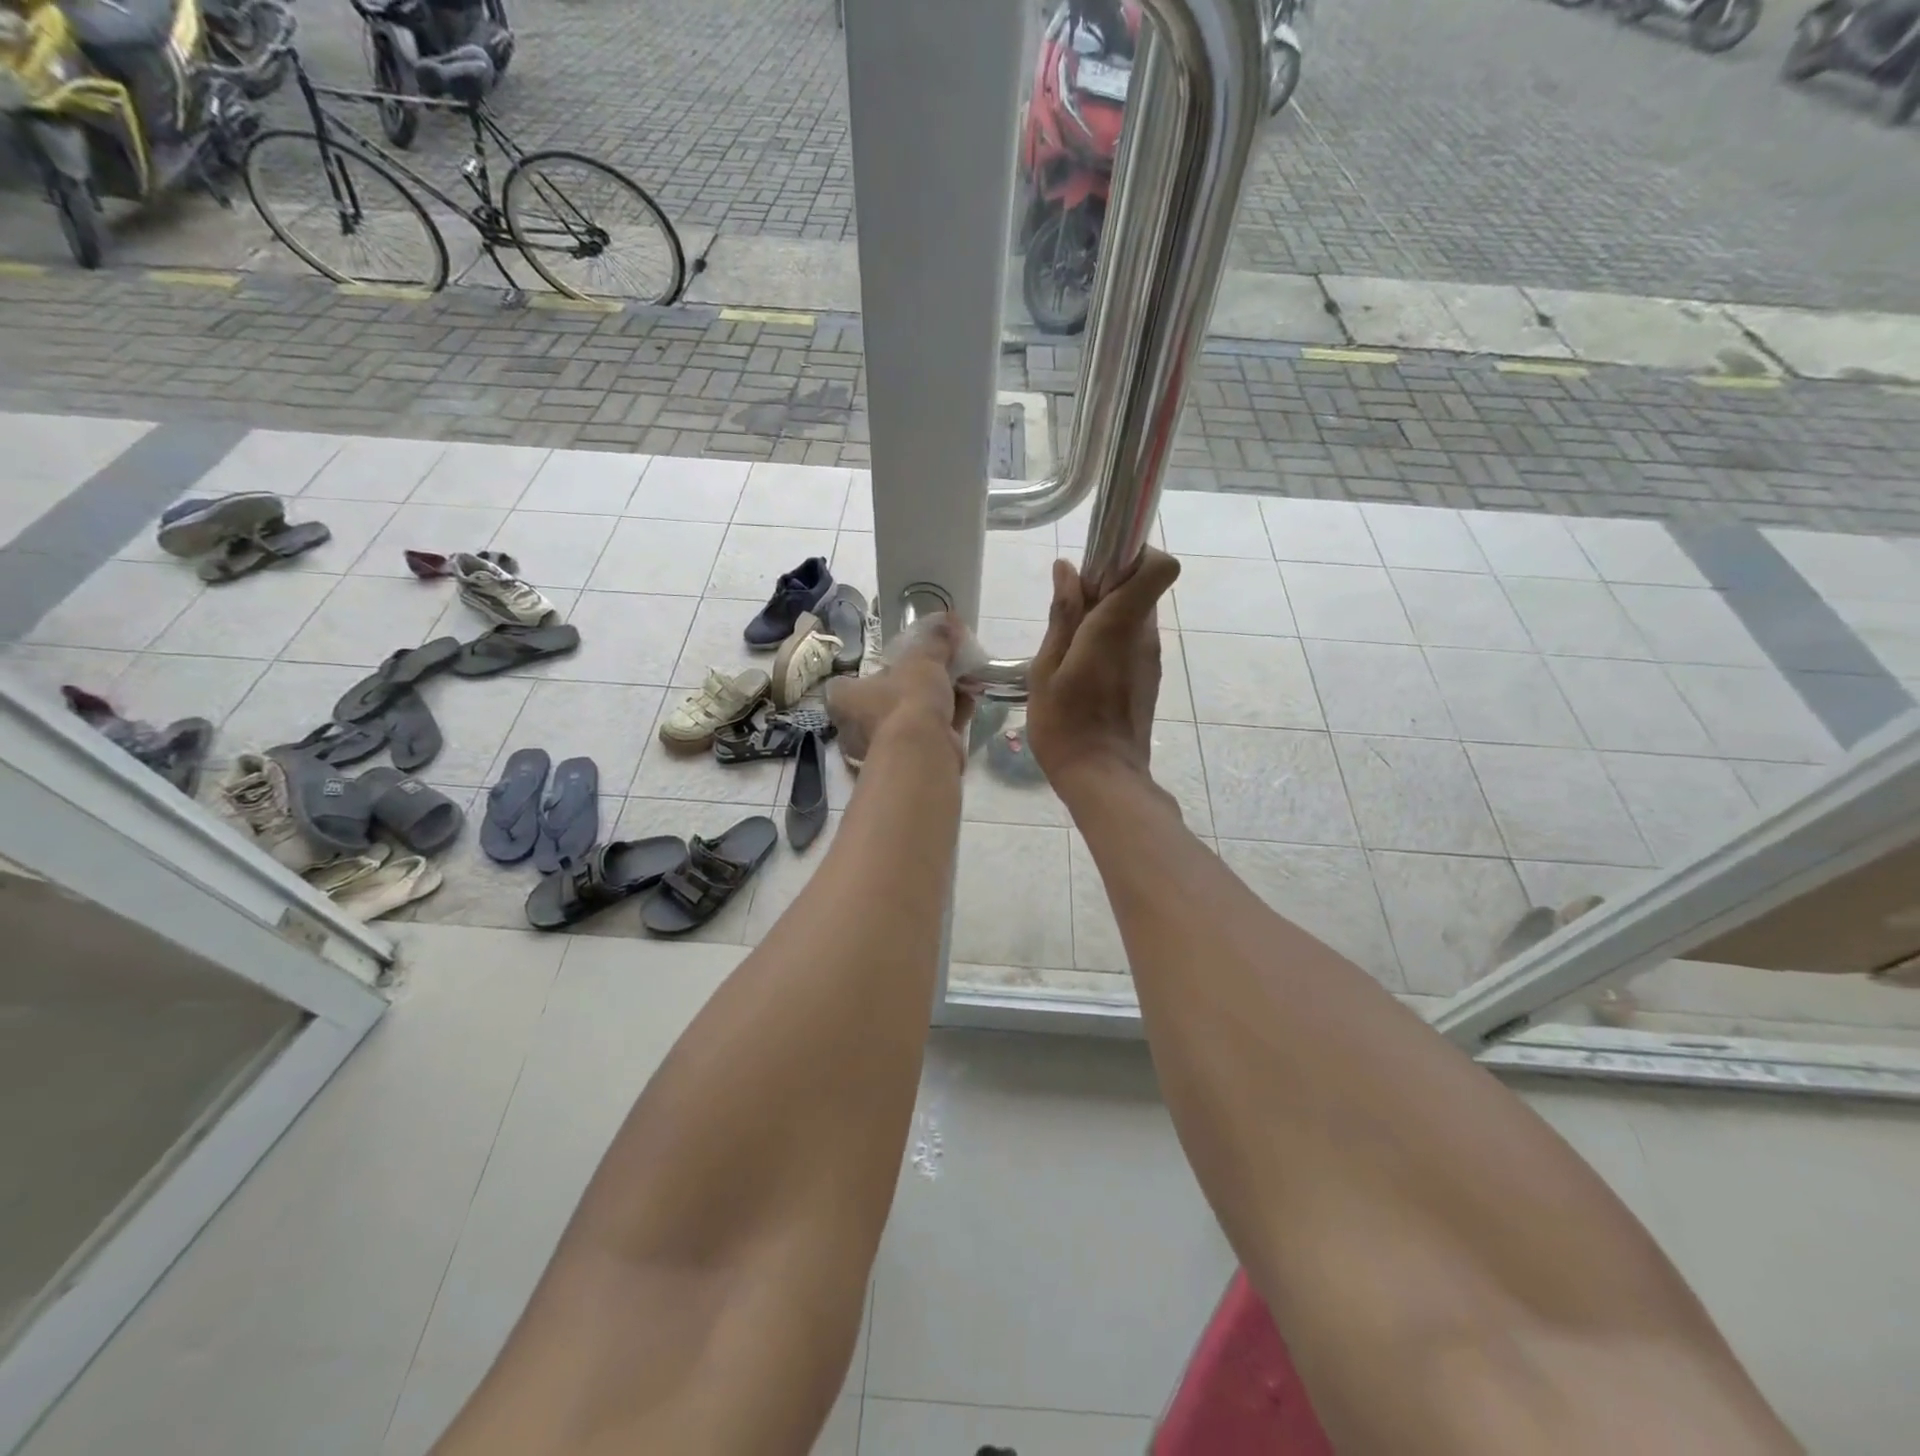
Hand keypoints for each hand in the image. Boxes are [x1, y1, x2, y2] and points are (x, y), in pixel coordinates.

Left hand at [825, 612, 977, 770]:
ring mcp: (884, 748)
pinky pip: (930, 733)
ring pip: (911, 719)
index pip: (843, 686)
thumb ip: (935, 641)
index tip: (888, 666)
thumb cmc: (908, 699)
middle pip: (884, 701)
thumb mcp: (923, 660)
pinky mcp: (912, 762)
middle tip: (935, 671)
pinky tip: (969, 702)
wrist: (923, 751)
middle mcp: (857, 728)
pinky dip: (949, 718)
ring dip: (936, 702)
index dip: (865, 676)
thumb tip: (948, 620)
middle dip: (912, 688)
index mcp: (846, 700)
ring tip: (962, 682)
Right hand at [1027, 547, 1180, 791]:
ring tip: (1068, 648)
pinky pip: (1132, 642)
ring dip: (1105, 617)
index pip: (1159, 566)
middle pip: (1140, 588)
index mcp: (1118, 625)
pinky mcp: (1148, 679)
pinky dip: (1110, 641)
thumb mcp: (1047, 668)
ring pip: (1134, 616)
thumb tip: (1067, 570)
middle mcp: (1144, 636)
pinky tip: (1081, 671)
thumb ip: (1062, 615)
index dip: (1135, 554)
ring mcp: (1150, 659)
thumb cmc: (1065, 724)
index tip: (1097, 568)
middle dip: (1107, 587)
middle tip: (1067, 614)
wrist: (1103, 778)